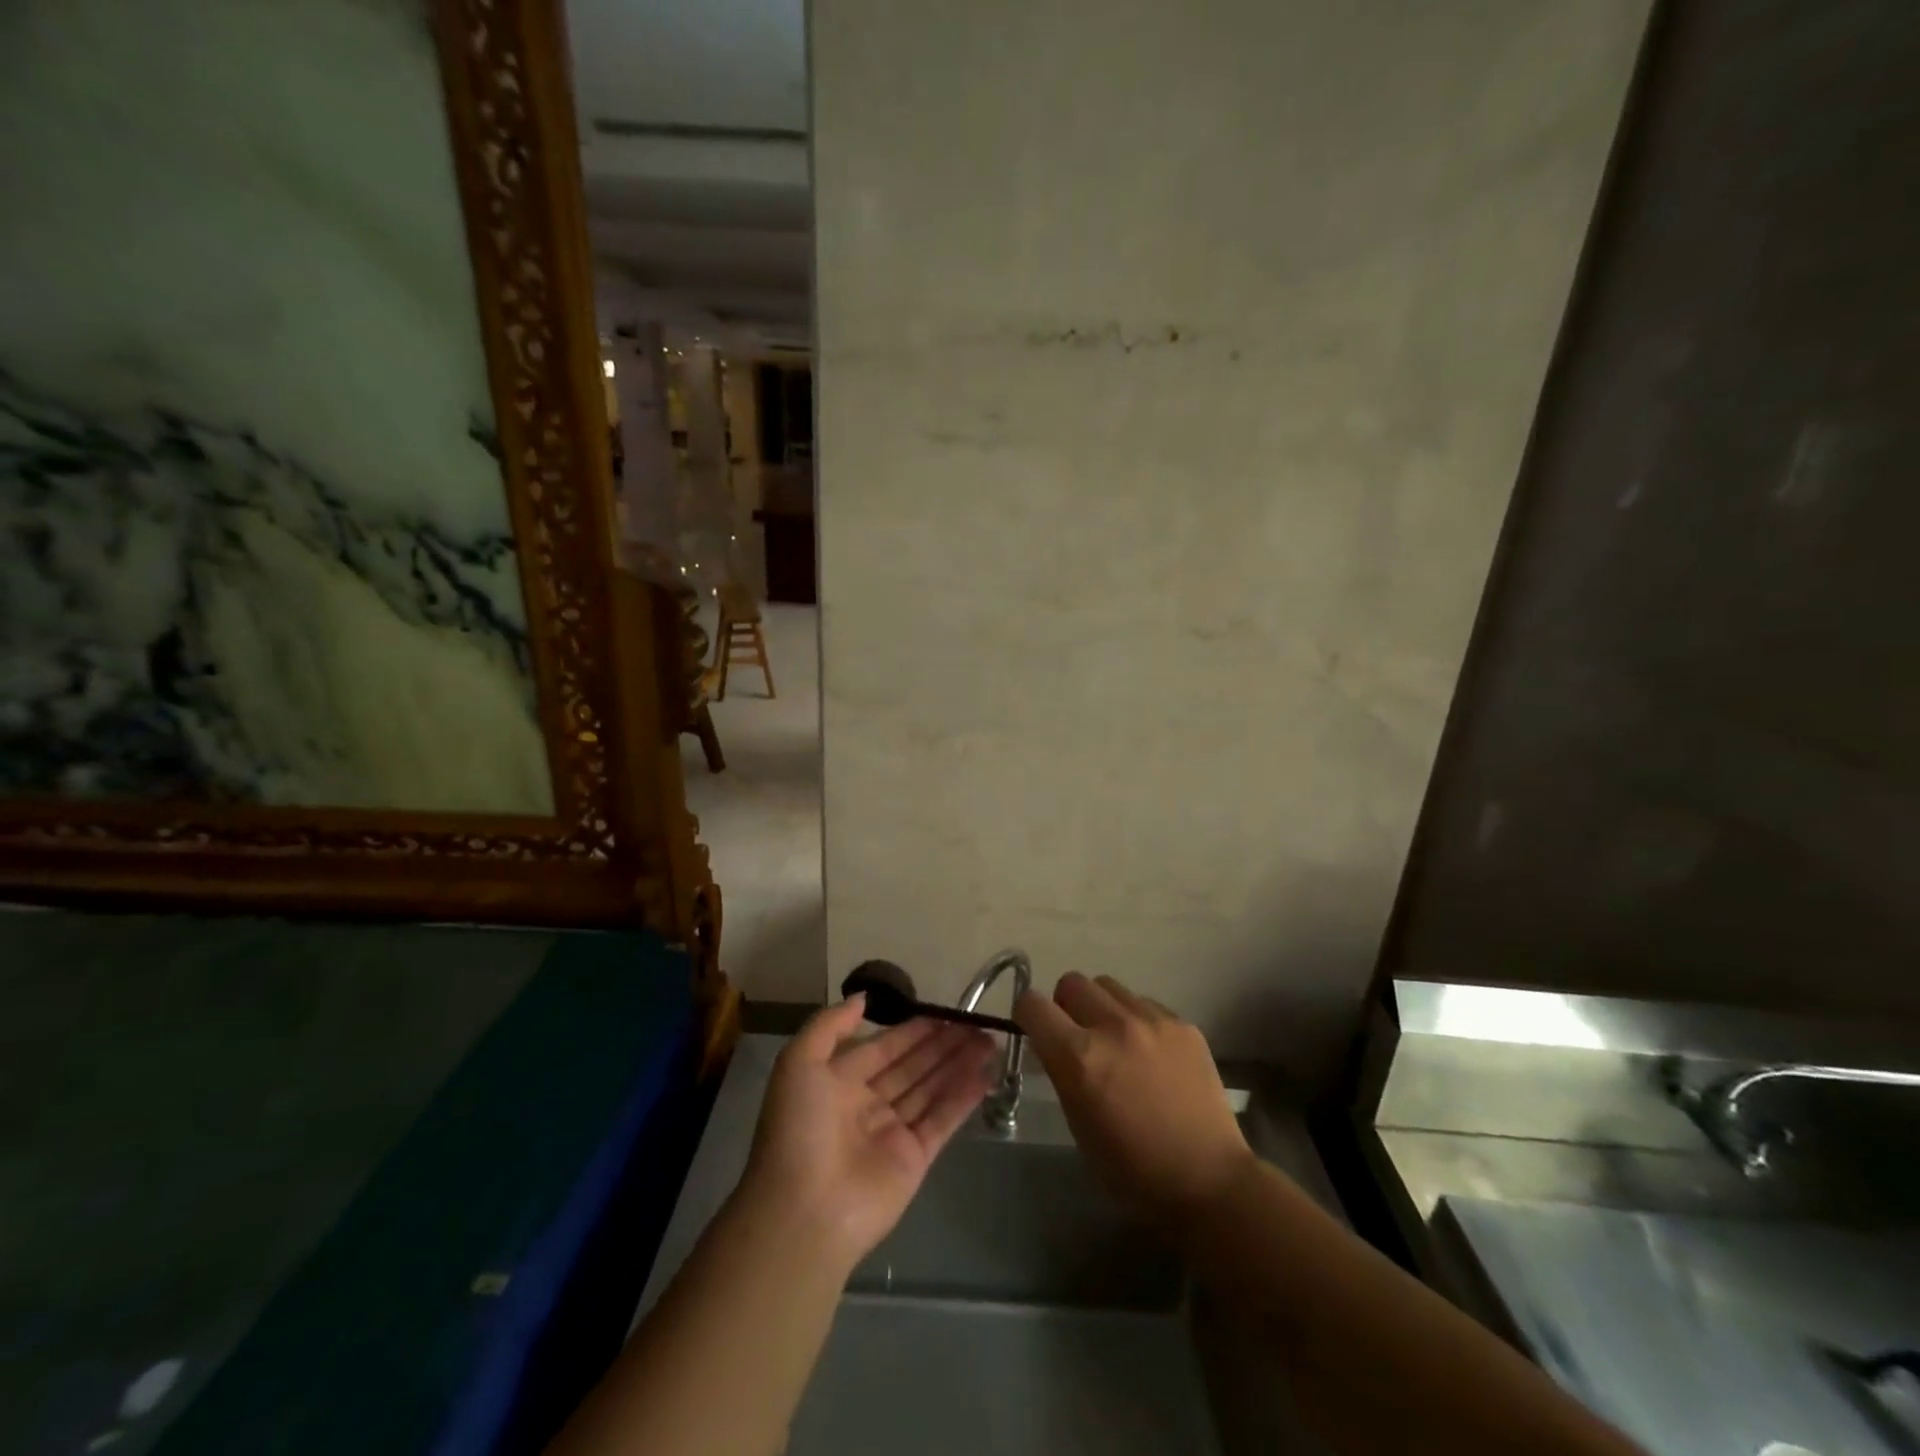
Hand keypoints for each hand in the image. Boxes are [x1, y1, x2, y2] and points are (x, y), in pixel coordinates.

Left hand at [736, 995, 995, 1272]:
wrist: (804, 1212)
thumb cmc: (798, 1129)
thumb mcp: (798, 1063)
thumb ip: (829, 1025)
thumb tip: (863, 998)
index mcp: (839, 1082)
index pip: (884, 1047)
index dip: (913, 1029)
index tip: (945, 1012)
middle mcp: (867, 1104)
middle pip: (913, 1066)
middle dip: (943, 1044)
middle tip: (978, 1024)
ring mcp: (893, 1133)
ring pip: (932, 1089)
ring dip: (959, 1064)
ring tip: (990, 1042)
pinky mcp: (915, 1159)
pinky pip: (942, 1120)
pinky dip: (964, 1097)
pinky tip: (986, 1075)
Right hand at [1015, 973, 1255, 1234]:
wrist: (1208, 1181)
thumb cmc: (1132, 1169)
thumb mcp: (1078, 1124)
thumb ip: (1061, 1072)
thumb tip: (1051, 1045)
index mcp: (1079, 1057)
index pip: (1033, 1004)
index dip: (1028, 1015)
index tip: (1034, 1029)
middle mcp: (1112, 1026)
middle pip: (1071, 983)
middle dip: (1066, 1005)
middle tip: (1078, 1036)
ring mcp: (1152, 1020)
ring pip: (1108, 986)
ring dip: (1101, 1007)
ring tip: (1116, 1041)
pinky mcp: (1182, 1024)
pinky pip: (1144, 1002)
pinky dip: (1136, 1019)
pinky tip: (1150, 1054)